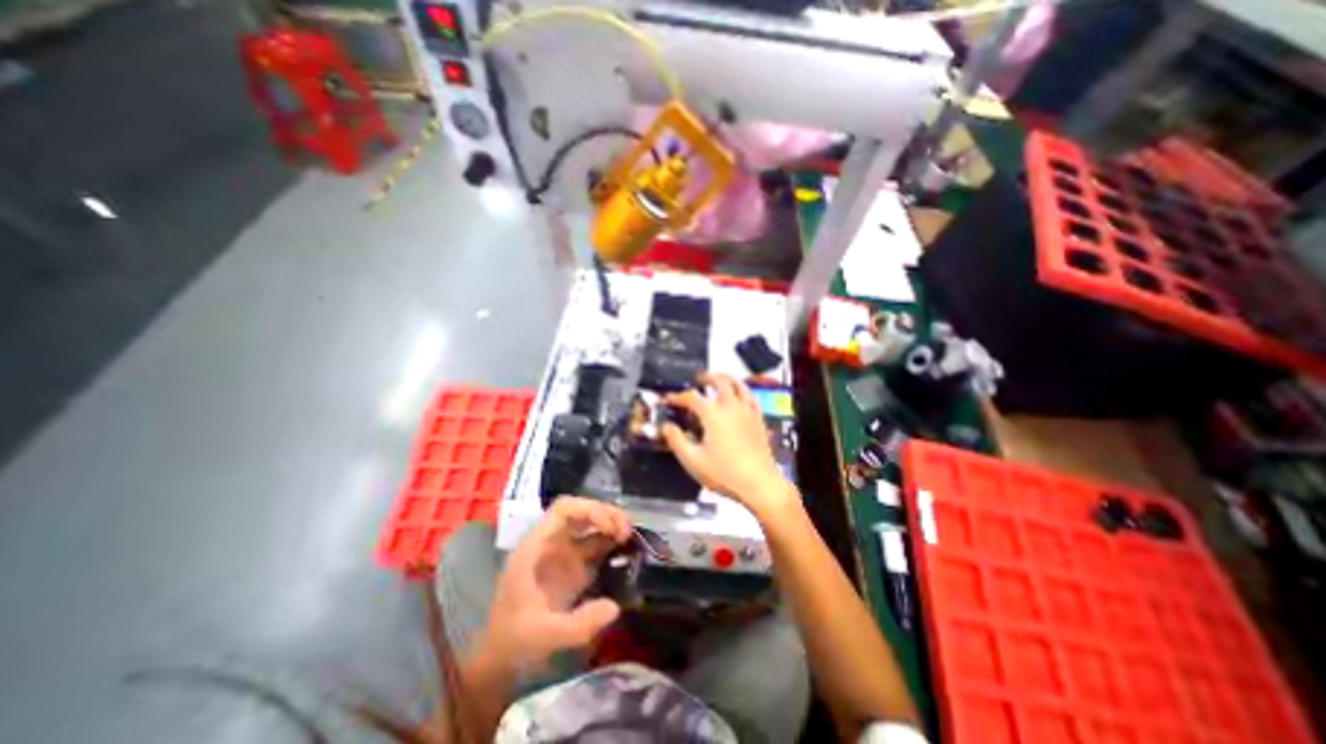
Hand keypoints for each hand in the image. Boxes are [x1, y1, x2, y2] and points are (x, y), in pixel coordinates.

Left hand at [480, 497, 632, 670]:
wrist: (501, 658)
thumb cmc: (515, 640)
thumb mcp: (544, 635)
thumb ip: (578, 624)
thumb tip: (615, 606)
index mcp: (537, 546)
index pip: (564, 510)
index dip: (590, 510)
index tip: (610, 527)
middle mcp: (552, 543)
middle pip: (581, 512)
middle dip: (606, 515)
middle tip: (627, 532)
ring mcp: (563, 554)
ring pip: (590, 525)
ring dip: (612, 525)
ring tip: (630, 538)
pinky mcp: (574, 567)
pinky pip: (595, 546)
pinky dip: (612, 544)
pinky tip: (626, 552)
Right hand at [658, 376, 789, 514]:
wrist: (758, 483)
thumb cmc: (724, 473)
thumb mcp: (692, 460)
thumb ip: (676, 440)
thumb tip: (666, 426)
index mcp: (712, 414)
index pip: (691, 397)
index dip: (678, 397)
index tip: (669, 399)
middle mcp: (731, 407)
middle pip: (719, 382)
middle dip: (706, 378)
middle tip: (698, 380)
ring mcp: (747, 411)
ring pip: (738, 385)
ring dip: (726, 378)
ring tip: (719, 379)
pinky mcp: (758, 419)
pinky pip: (751, 397)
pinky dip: (743, 390)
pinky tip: (740, 395)